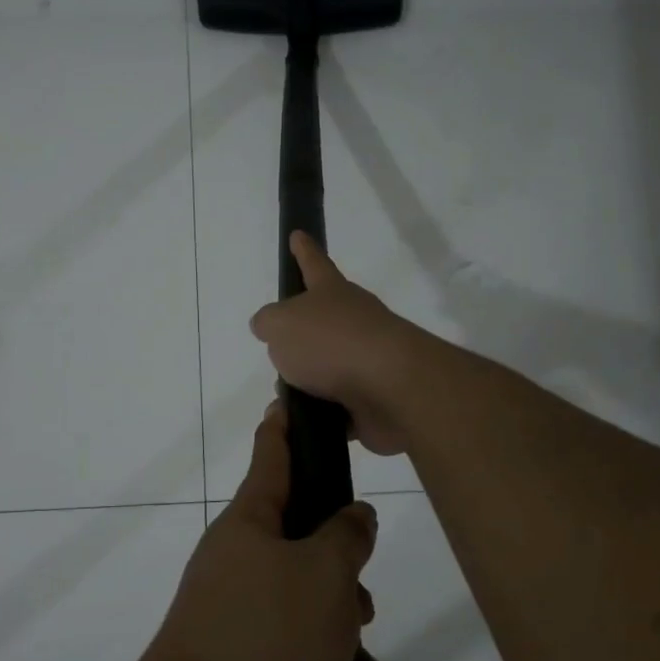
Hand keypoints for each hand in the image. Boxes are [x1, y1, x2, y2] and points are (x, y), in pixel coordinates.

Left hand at [143, 401, 381, 660]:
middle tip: (365, 604)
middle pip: (303, 549)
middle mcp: (239, 565)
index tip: (287, 398)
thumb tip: (352, 516)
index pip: (272, 456)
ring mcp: (237, 621)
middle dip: (346, 580)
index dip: (285, 425)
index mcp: (250, 524)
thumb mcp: (324, 574)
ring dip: (350, 652)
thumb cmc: (266, 635)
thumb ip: (346, 536)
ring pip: (310, 617)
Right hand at [249, 231, 430, 455]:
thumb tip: (269, 328)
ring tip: (283, 399)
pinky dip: (320, 415)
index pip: (313, 264)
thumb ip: (268, 323)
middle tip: (278, 352)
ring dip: (304, 384)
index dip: (303, 250)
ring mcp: (366, 360)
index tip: (298, 234)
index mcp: (332, 293)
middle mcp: (352, 321)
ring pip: (325, 370)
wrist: (391, 388)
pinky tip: (302, 425)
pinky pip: (337, 407)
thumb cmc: (331, 343)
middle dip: (298, 338)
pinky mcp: (373, 399)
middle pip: (319, 323)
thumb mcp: (281, 325)